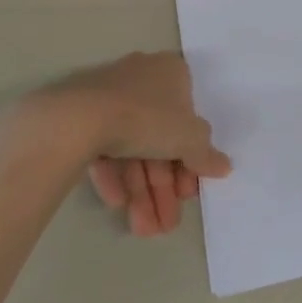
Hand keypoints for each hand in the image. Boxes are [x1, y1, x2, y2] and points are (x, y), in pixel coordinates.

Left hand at [0, 53, 230, 236]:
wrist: (77, 119)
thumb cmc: (147, 117)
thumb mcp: (190, 138)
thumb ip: (206, 155)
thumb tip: (224, 166)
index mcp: (171, 73)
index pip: (188, 119)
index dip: (191, 160)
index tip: (188, 192)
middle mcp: (141, 79)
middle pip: (159, 138)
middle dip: (163, 186)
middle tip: (167, 223)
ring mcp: (107, 97)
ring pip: (131, 147)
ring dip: (141, 190)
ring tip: (142, 228)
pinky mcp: (79, 116)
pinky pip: (104, 148)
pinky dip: (114, 176)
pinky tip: (117, 205)